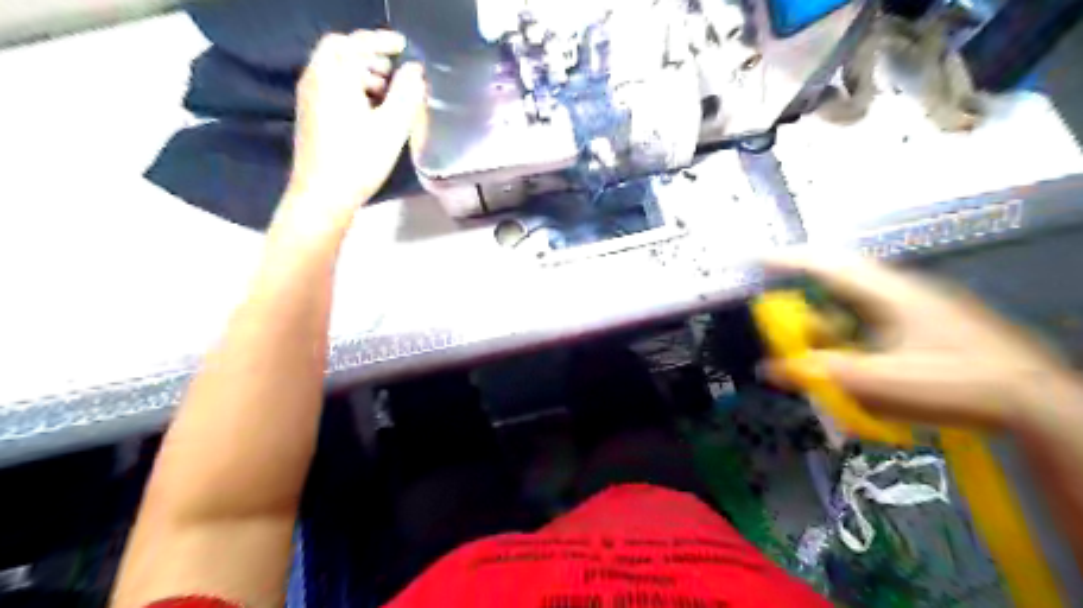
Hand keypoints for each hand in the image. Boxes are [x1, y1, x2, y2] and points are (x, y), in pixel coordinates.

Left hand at [276, 29, 425, 234]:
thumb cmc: (359, 160)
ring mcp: (310, 99)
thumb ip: (407, 94)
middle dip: (372, 57)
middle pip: (342, 53)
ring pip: (337, 72)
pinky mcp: (312, 117)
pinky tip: (373, 112)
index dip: (380, 40)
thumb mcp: (391, 127)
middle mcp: (315, 80)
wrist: (322, 196)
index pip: (354, 42)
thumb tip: (416, 71)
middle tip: (398, 73)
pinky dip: (354, 89)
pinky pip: (333, 88)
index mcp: (333, 76)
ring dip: (364, 74)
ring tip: (391, 95)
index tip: (404, 48)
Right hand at [766, 251, 1077, 428]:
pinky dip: (852, 331)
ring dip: (831, 319)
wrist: (1033, 402)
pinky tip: (855, 356)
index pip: (827, 264)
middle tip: (783, 310)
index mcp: (887, 294)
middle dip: (807, 291)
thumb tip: (769, 369)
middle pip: (840, 278)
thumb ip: (818, 374)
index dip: (788, 259)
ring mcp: (918, 305)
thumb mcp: (876, 384)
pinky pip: (874, 317)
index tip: (757, 258)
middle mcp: (900, 291)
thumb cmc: (951, 385)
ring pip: (858, 300)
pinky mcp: (929, 323)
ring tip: (817, 345)